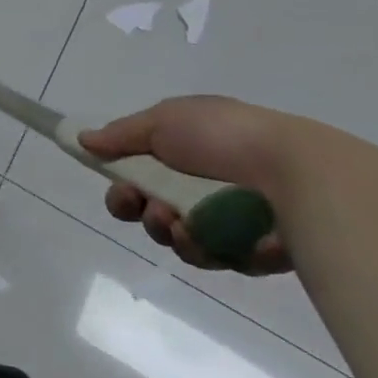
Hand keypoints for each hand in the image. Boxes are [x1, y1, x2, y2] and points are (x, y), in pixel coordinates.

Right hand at [83, 95, 297, 275]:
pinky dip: (206, 247)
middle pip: (154, 212)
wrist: (294, 171)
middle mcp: (203, 184)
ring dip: (169, 231)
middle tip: (148, 208)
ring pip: (180, 239)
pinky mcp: (253, 251)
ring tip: (180, 223)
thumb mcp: (163, 120)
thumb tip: (83, 139)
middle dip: (143, 213)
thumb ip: (121, 134)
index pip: (140, 174)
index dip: (122, 187)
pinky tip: (208, 236)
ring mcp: (229, 219)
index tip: (118, 189)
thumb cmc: (223, 136)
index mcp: (185, 150)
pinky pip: (216, 257)